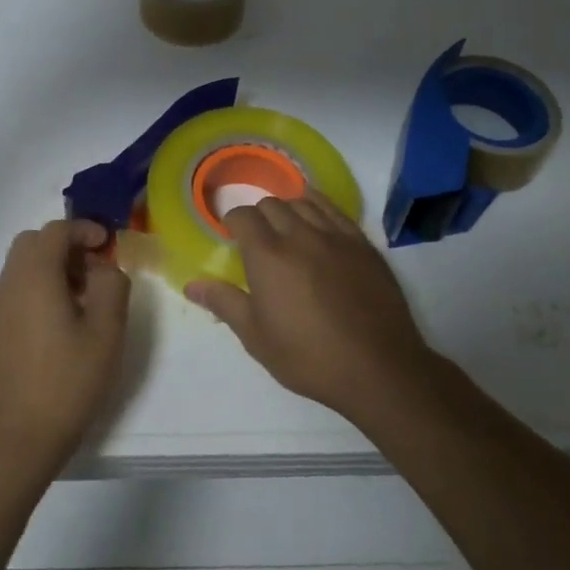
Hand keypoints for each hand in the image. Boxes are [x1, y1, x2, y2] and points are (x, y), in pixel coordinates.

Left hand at [0, 219, 130, 477]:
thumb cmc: (68, 380)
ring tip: (82, 297)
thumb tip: (104, 268)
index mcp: (35, 276)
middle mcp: (10, 283)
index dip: (85, 229)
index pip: (56, 230)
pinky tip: (61, 322)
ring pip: (22, 265)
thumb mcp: (107, 331)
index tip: (108, 245)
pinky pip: (16, 290)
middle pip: (33, 241)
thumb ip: (112, 286)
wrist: (20, 436)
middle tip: (93, 269)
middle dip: (65, 244)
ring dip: (52, 266)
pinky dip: (39, 287)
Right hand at [185, 191, 432, 423]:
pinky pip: (334, 210)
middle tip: (257, 239)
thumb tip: (192, 285)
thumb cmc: (309, 357)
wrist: (378, 368)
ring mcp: (334, 236)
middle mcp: (298, 235)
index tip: (231, 236)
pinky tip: (315, 214)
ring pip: (303, 202)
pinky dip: (318, 205)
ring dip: (288, 209)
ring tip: (286, 228)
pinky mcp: (361, 243)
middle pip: (272, 205)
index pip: (243, 216)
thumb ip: (224, 303)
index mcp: (267, 256)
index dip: (233, 221)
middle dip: (258, 216)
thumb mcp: (257, 337)